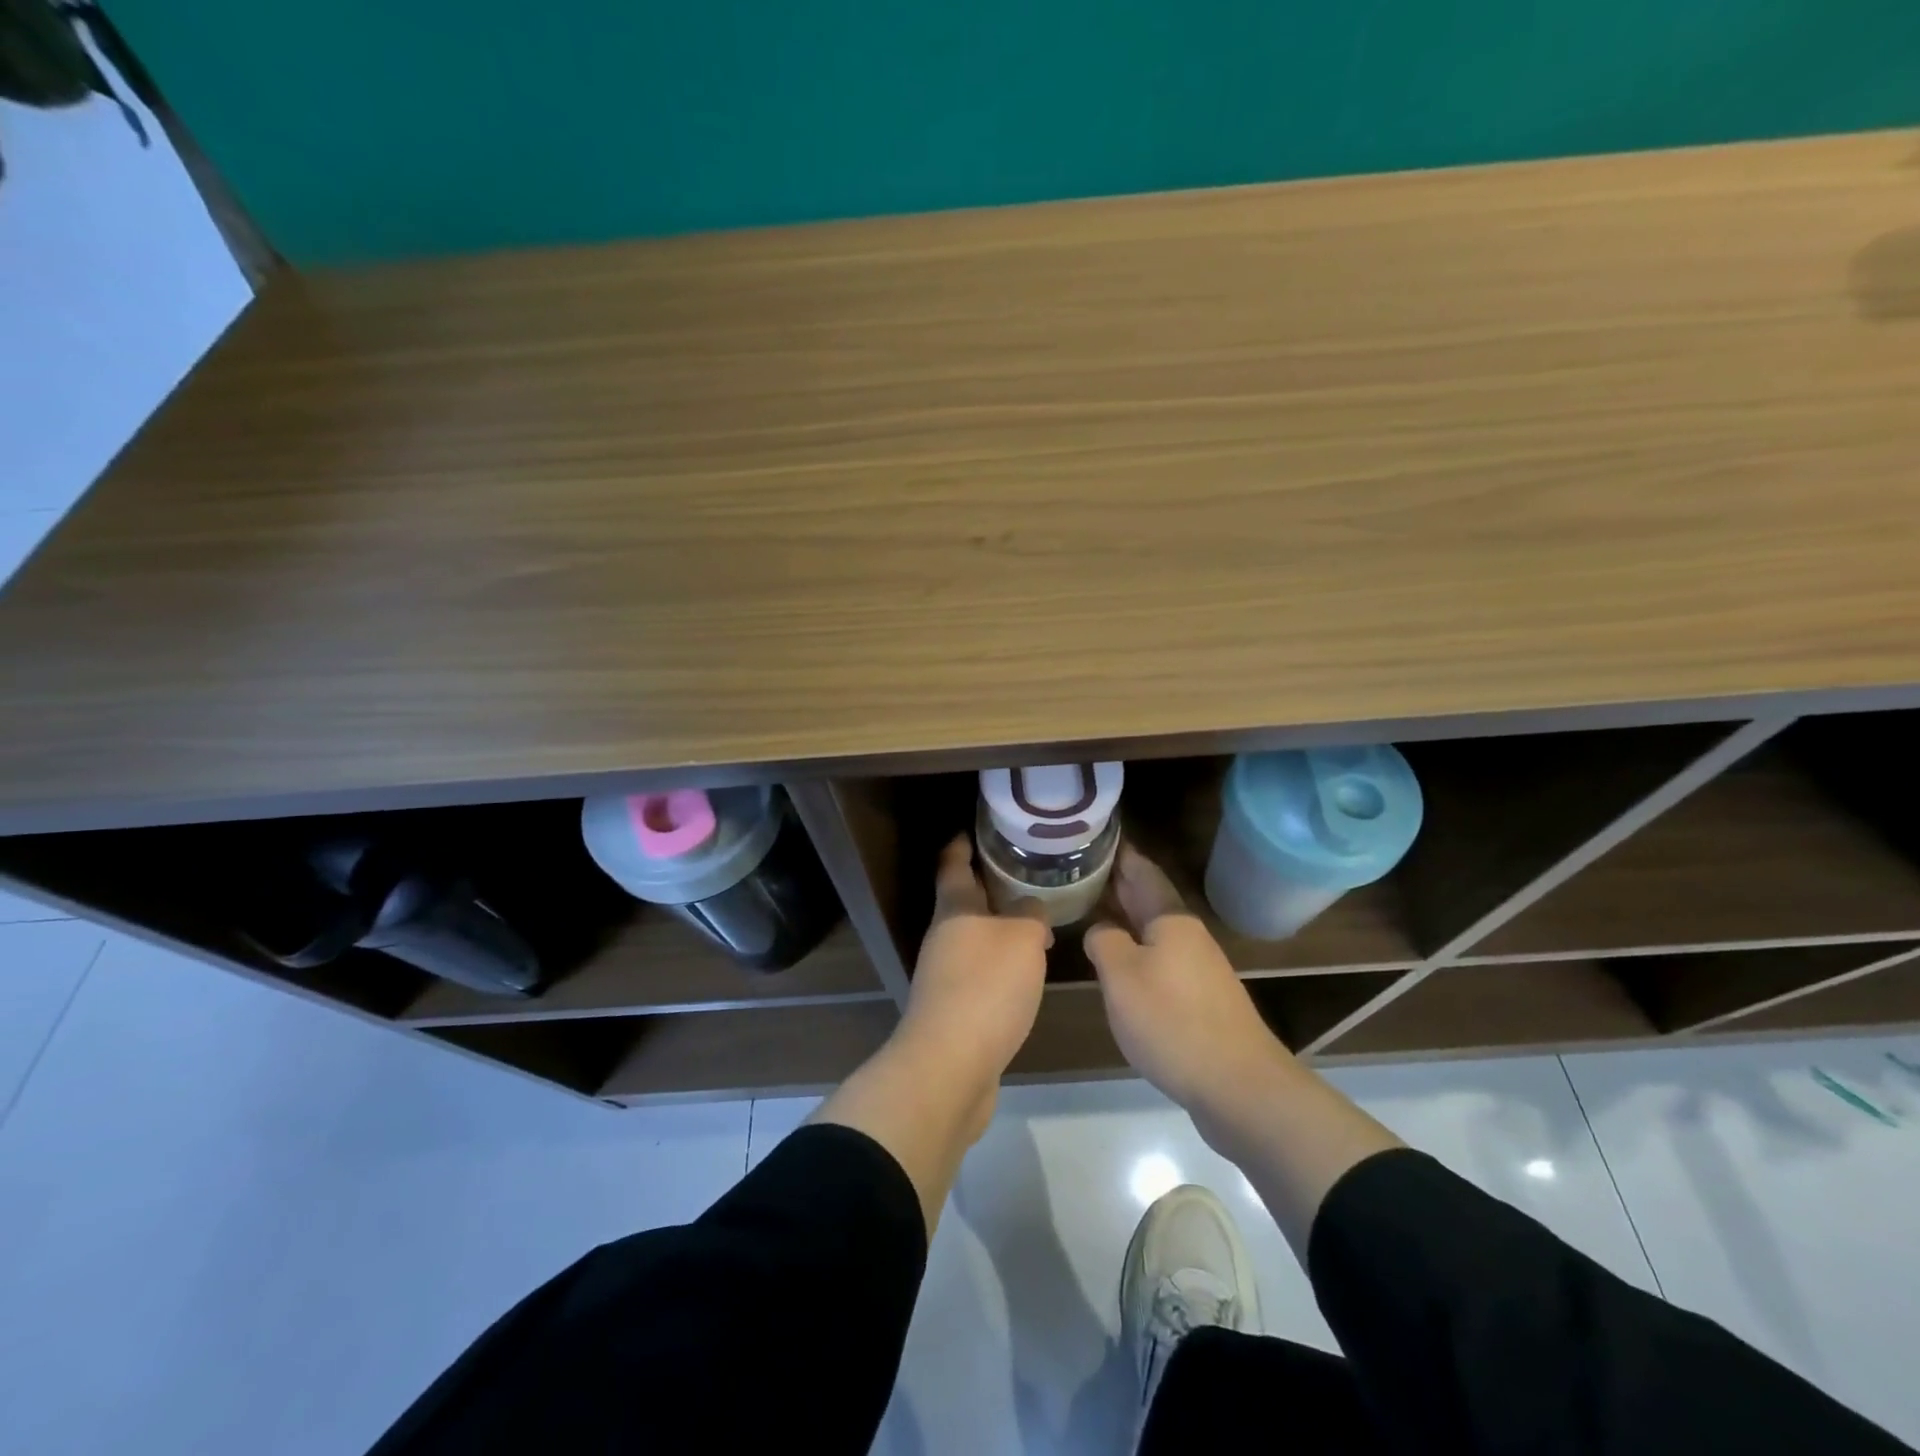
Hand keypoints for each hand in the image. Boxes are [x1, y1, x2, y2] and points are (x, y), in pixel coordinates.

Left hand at [897, 835, 1051, 1089]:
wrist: (951, 1066)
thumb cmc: (986, 987)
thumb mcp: (1021, 938)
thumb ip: (1029, 914)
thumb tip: (1030, 910)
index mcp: (954, 910)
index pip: (953, 864)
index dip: (963, 843)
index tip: (977, 827)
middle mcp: (944, 937)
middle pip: (964, 901)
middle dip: (990, 885)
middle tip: (1026, 872)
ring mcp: (945, 975)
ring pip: (975, 938)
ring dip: (999, 927)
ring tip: (1035, 918)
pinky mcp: (955, 1009)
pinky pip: (981, 972)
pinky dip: (1001, 963)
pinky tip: (1026, 970)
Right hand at [1085, 844, 1289, 1115]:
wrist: (1237, 1086)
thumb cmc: (1172, 1020)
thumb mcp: (1121, 975)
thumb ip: (1104, 941)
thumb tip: (1102, 931)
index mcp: (1170, 919)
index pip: (1141, 870)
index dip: (1118, 852)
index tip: (1094, 834)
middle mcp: (1186, 935)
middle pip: (1147, 898)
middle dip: (1116, 882)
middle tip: (1079, 867)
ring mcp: (1195, 967)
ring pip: (1152, 929)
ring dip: (1124, 915)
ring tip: (1089, 907)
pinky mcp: (1197, 998)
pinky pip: (1158, 957)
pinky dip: (1134, 947)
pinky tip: (1117, 960)